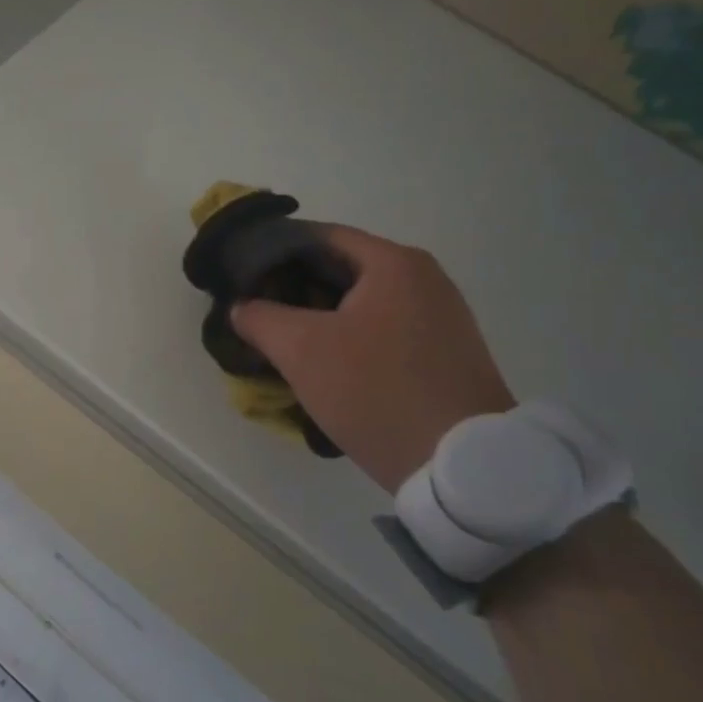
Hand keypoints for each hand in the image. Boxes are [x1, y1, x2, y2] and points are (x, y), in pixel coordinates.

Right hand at [232, 224, 513, 492]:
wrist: (460, 466)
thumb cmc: (376, 391)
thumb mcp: (300, 351)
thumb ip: (259, 318)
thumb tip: (242, 306)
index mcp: (394, 263)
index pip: (319, 236)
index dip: (273, 252)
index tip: (242, 277)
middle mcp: (425, 278)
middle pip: (342, 267)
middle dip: (294, 287)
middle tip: (256, 310)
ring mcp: (441, 316)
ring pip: (362, 301)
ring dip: (320, 315)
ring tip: (283, 339)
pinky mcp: (446, 352)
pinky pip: (384, 328)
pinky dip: (349, 335)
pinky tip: (326, 363)